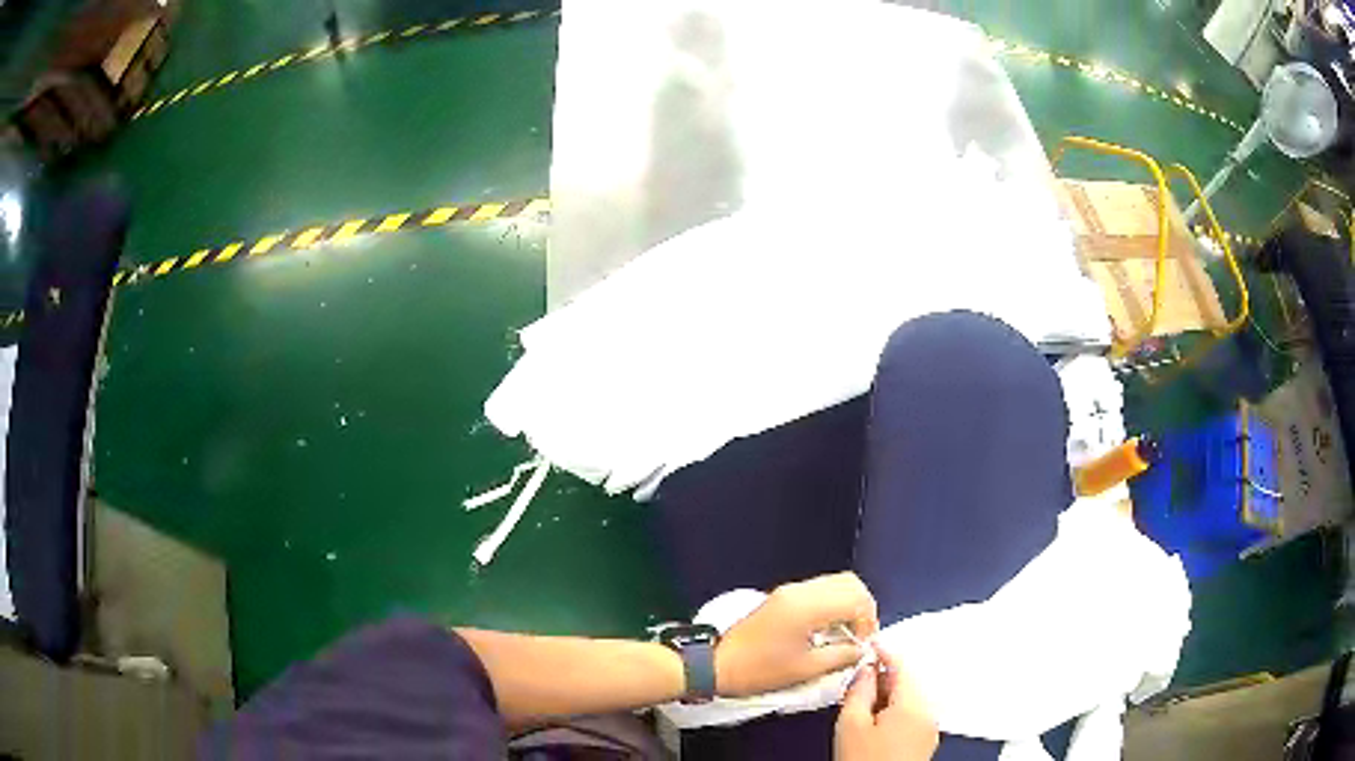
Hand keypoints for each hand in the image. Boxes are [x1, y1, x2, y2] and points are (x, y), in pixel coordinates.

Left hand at [714, 572, 878, 697]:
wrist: (717, 664)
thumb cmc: (760, 670)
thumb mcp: (804, 669)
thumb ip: (840, 656)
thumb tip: (863, 650)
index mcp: (807, 606)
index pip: (856, 599)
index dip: (868, 621)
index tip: (864, 645)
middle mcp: (801, 590)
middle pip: (849, 583)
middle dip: (863, 607)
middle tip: (861, 635)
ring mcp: (791, 590)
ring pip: (836, 582)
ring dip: (849, 603)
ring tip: (848, 633)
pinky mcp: (784, 595)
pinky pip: (821, 589)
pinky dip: (834, 602)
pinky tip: (830, 627)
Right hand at [834, 649, 938, 760]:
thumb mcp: (850, 724)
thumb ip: (859, 690)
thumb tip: (865, 671)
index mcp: (914, 704)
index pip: (902, 665)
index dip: (883, 653)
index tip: (869, 646)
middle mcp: (929, 713)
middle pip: (907, 682)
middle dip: (882, 680)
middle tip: (856, 685)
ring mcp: (930, 728)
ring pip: (909, 699)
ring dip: (887, 696)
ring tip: (861, 708)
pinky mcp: (925, 741)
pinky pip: (913, 715)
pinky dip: (895, 711)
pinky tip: (875, 723)